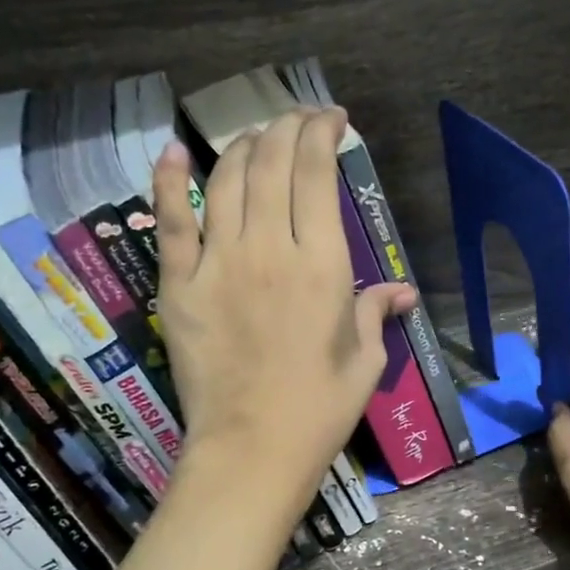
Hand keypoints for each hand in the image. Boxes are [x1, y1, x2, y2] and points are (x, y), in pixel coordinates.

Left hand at [155, 107, 414, 501]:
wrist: (253, 449)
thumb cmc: (320, 409)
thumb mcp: (365, 361)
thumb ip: (375, 313)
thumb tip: (400, 292)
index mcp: (322, 265)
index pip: (317, 175)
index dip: (322, 134)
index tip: (332, 120)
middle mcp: (270, 249)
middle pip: (271, 164)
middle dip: (285, 127)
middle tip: (297, 119)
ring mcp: (219, 263)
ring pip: (225, 180)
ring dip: (241, 146)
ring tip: (255, 136)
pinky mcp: (180, 285)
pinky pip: (171, 221)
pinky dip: (168, 181)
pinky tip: (172, 152)